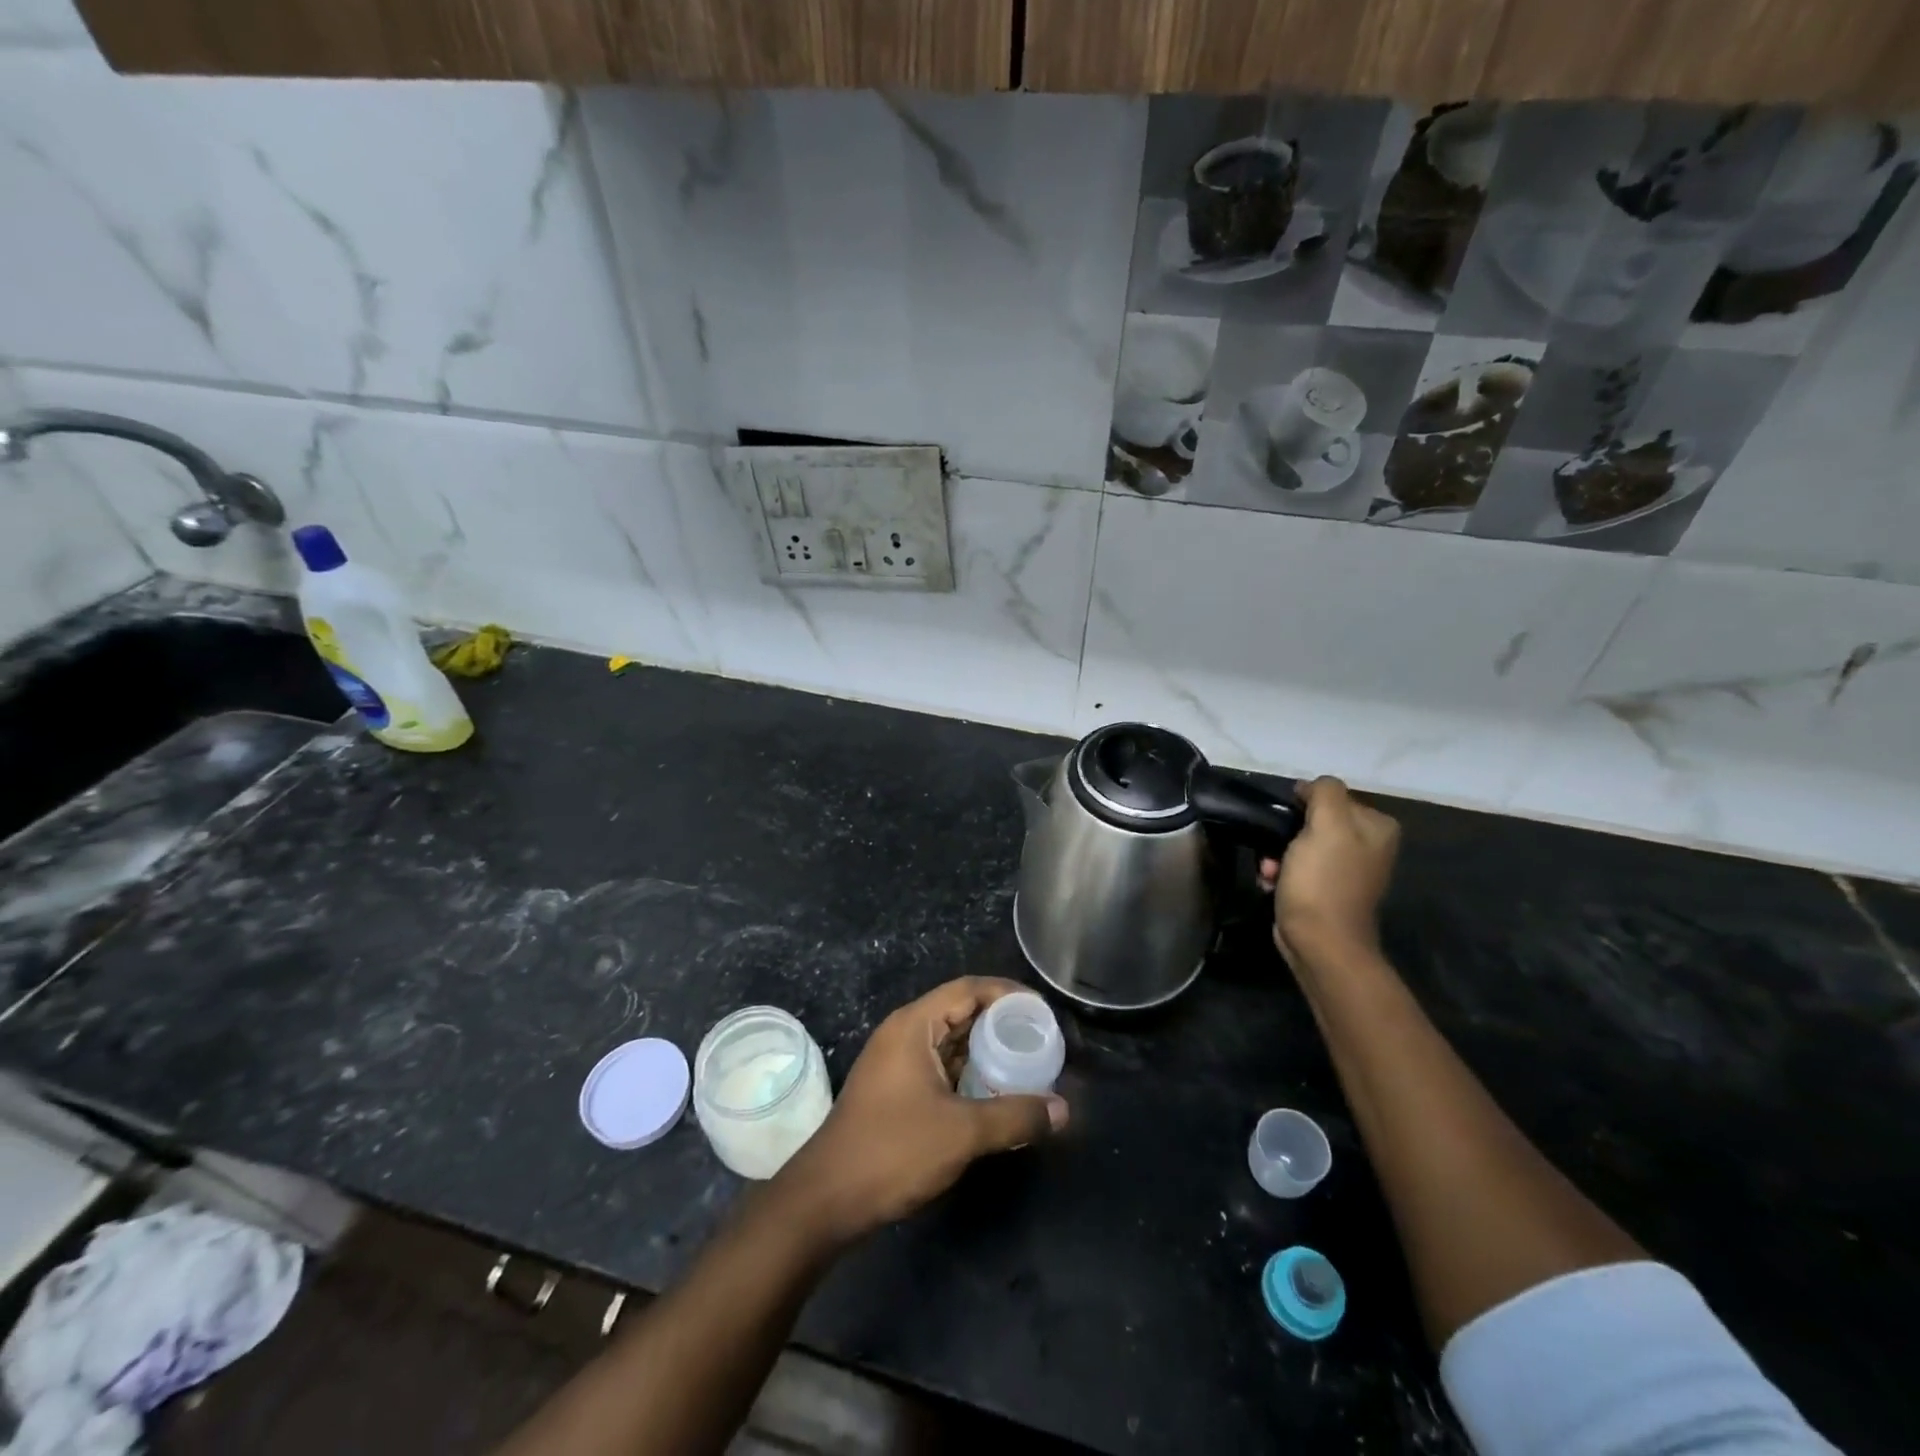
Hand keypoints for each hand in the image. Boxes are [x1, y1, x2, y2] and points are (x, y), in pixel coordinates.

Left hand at [773, 977, 1068, 1245]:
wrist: (827, 1199)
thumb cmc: (893, 1151)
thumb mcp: (962, 1132)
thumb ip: (1015, 1116)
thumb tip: (1063, 1110)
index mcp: (914, 1025)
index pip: (968, 989)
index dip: (1007, 993)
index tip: (1041, 1011)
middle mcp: (904, 1033)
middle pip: (960, 1012)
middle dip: (1001, 1023)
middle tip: (1041, 1039)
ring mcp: (897, 1062)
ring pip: (951, 1042)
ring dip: (986, 1050)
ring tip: (1026, 1064)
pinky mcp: (896, 1090)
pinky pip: (941, 1066)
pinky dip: (969, 1072)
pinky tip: (995, 1093)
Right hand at [1258, 777, 1400, 971]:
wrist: (1320, 943)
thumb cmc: (1323, 881)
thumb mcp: (1327, 825)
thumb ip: (1324, 792)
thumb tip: (1310, 787)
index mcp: (1377, 827)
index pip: (1331, 796)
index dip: (1303, 805)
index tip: (1286, 823)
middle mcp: (1368, 846)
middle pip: (1314, 821)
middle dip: (1286, 834)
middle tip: (1274, 851)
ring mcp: (1347, 870)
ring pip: (1300, 845)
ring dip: (1277, 856)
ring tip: (1270, 871)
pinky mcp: (1326, 890)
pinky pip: (1297, 869)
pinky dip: (1280, 874)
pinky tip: (1271, 883)